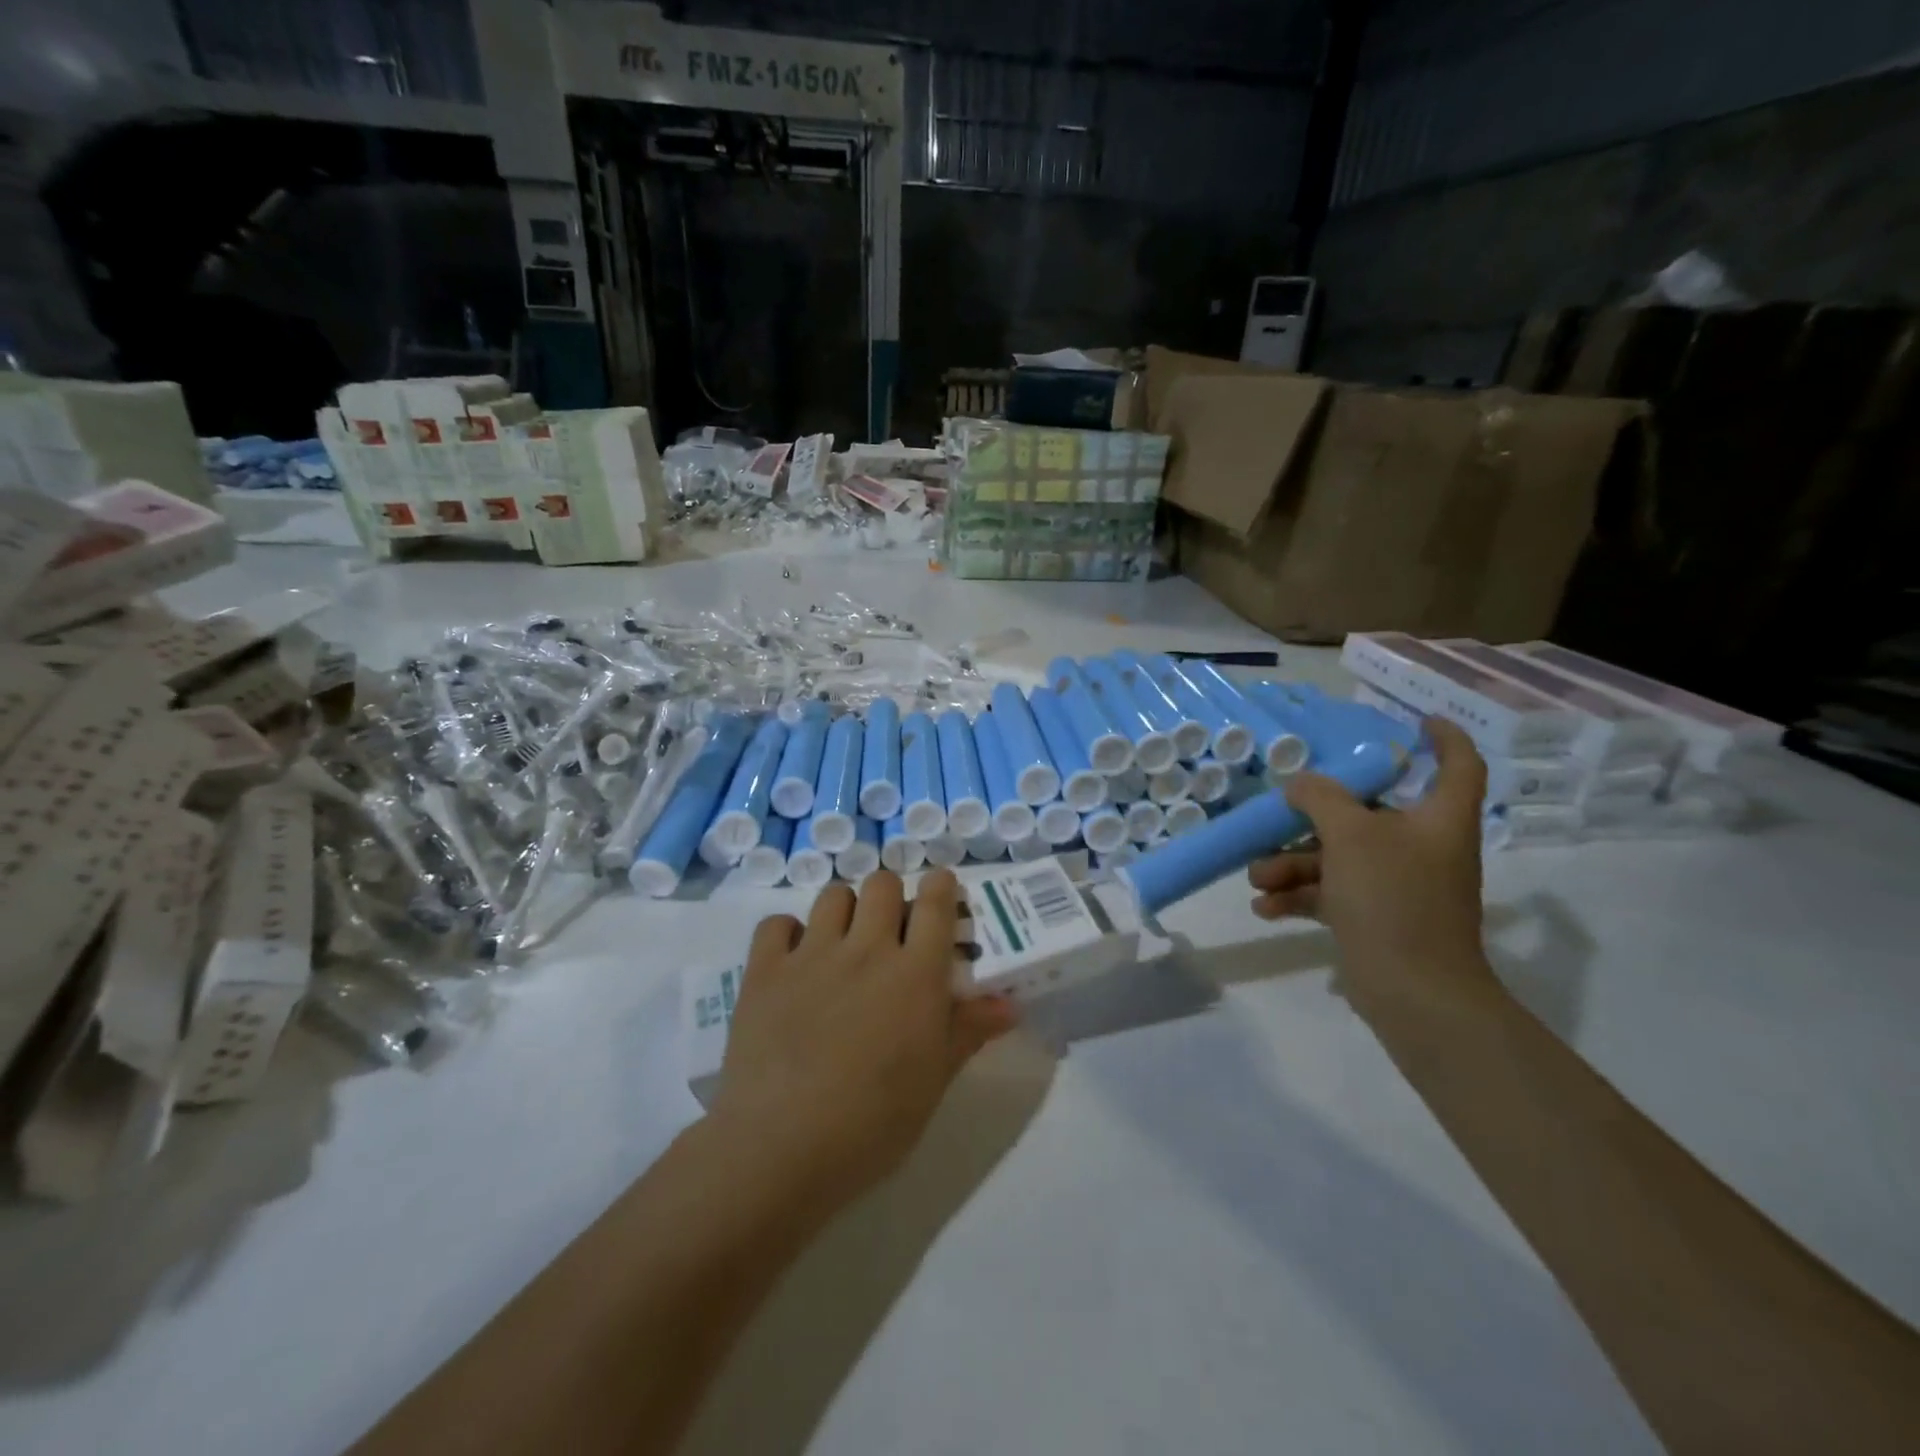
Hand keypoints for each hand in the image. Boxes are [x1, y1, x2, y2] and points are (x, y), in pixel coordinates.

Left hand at [709, 870, 1015, 1219]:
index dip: (941, 886)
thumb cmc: (873, 1122)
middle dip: (891, 897)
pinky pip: (776, 923)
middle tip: (890, 929)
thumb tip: (1009, 1004)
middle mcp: (866, 949)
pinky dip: (787, 933)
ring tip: (843, 941)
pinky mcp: (764, 971)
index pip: (935, 903)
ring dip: (844, 909)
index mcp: (915, 974)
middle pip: (882, 884)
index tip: (941, 890)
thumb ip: (968, 1031)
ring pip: (833, 895)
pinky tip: (793, 959)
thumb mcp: (933, 1081)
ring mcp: (811, 955)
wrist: (780, 1147)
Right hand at [1248, 717, 1491, 1001]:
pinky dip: (1299, 896)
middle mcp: (1423, 848)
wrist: (1414, 992)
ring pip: (1340, 858)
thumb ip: (1323, 799)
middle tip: (1279, 814)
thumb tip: (1300, 783)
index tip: (1414, 722)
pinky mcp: (1377, 918)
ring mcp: (1400, 886)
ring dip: (1293, 864)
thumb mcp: (1351, 835)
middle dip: (1315, 818)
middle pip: (1369, 815)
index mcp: (1438, 820)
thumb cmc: (1393, 897)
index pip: (1458, 765)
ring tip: (1257, 877)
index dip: (1444, 738)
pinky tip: (1265, 906)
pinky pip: (1333, 894)